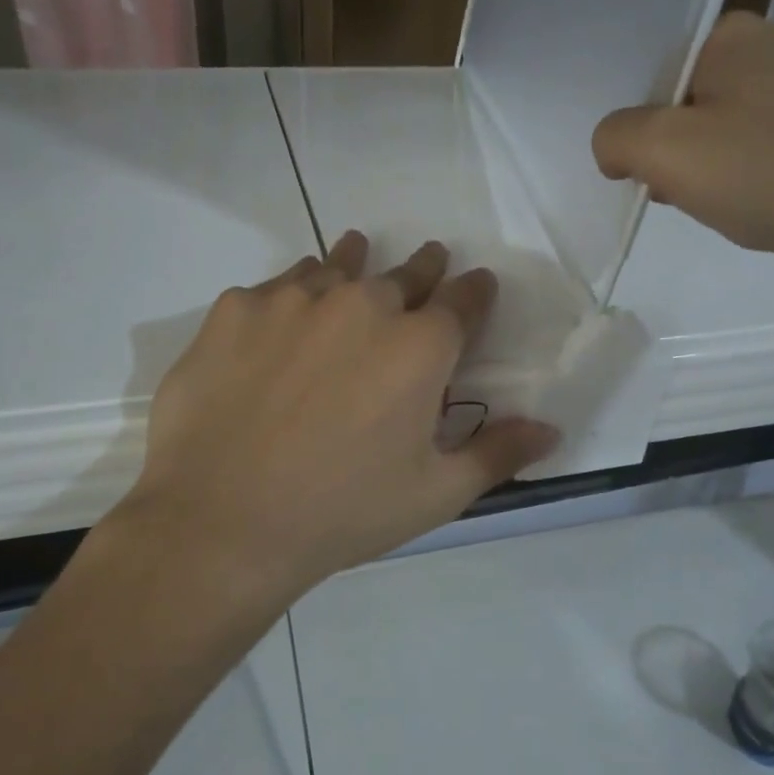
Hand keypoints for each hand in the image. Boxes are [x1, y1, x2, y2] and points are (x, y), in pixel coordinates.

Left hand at [117, 231, 558, 603]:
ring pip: (337, 266)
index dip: (475, 291)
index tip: (477, 284)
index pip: (464, 300)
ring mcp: (294, 299)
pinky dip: (291, 293)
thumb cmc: (341, 512)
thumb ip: (497, 453)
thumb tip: (552, 429)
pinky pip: (276, 286)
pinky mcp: (236, 308)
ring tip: (356, 252)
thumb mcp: (435, 493)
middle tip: (429, 260)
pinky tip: (284, 313)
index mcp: (419, 345)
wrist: (221, 522)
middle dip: (424, 268)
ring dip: (354, 262)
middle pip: (405, 273)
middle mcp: (362, 304)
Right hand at [592, 12, 773, 302]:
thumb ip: (617, 138)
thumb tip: (616, 148)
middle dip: (669, 156)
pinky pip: (764, 157)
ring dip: (708, 176)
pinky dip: (748, 186)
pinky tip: (757, 213)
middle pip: (685, 105)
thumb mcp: (668, 151)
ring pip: (723, 135)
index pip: (651, 73)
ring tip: (720, 209)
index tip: (637, 171)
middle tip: (676, 194)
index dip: (634, 126)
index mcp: (733, 35)